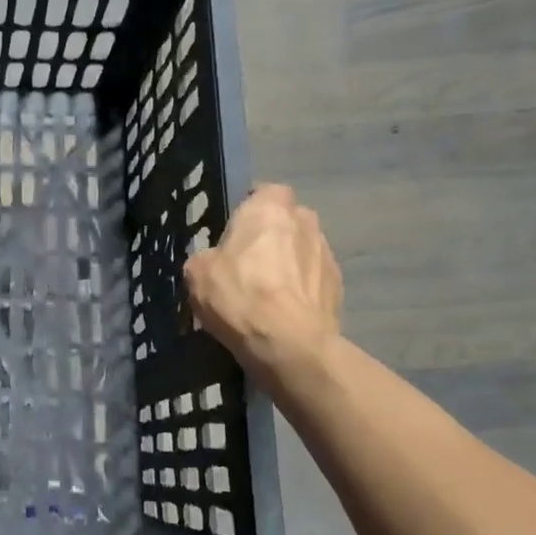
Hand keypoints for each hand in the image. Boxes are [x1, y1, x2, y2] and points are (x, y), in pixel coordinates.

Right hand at [185, 184, 342, 375]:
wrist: (290, 343)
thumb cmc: (239, 295)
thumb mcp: (196, 273)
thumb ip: (206, 256)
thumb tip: (214, 262)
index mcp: (269, 208)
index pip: (266, 191)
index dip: (252, 207)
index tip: (236, 230)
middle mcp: (305, 221)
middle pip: (287, 220)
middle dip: (273, 235)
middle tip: (249, 262)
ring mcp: (327, 253)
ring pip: (303, 249)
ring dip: (289, 263)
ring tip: (268, 293)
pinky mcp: (339, 286)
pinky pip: (314, 279)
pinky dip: (301, 290)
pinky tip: (284, 312)